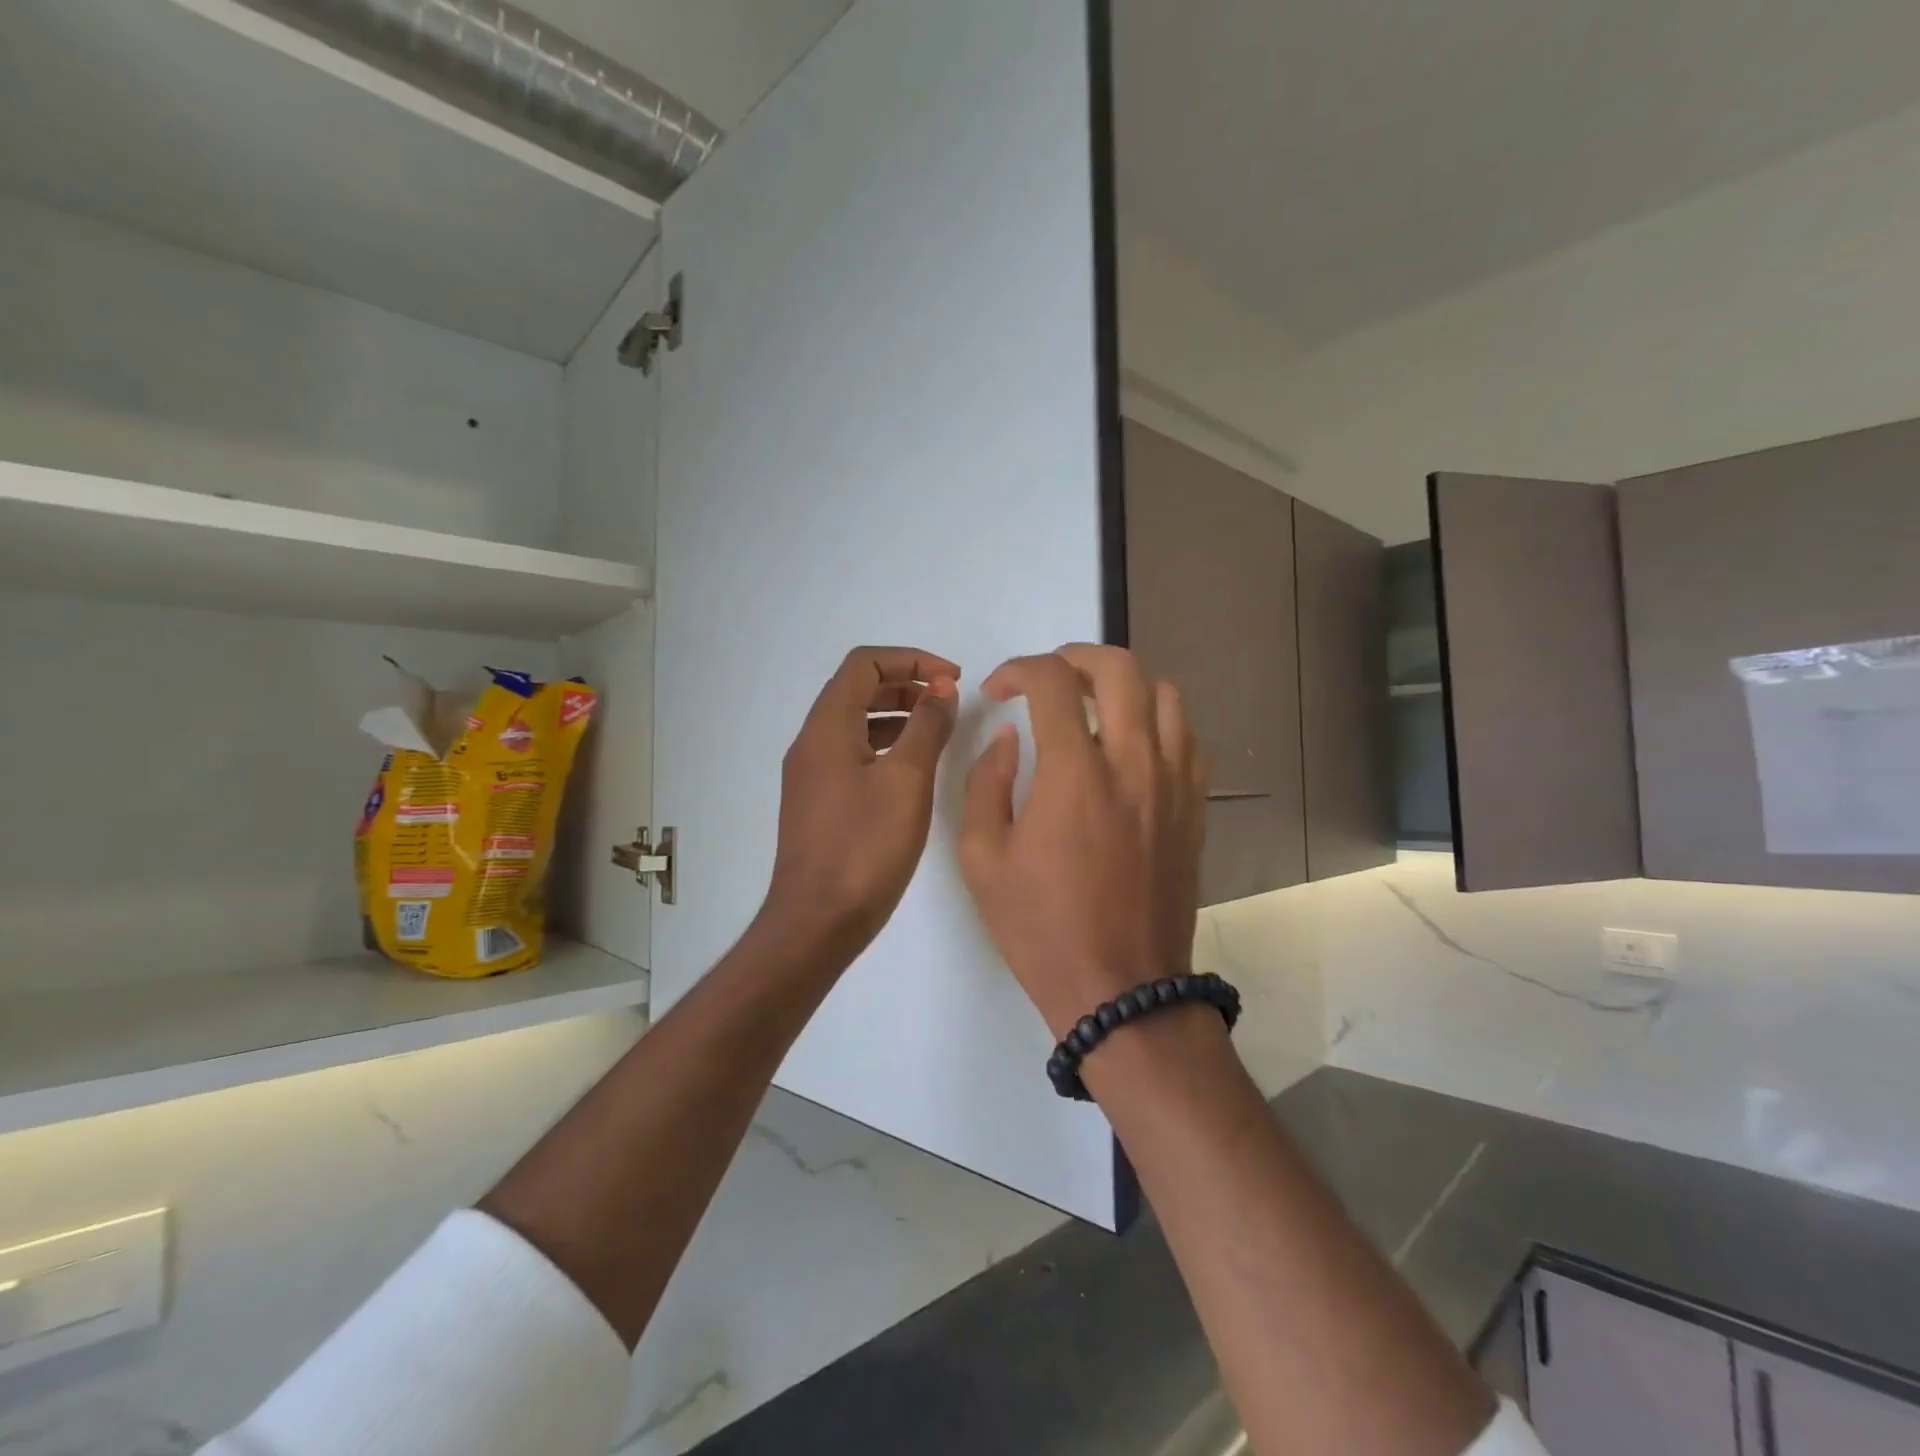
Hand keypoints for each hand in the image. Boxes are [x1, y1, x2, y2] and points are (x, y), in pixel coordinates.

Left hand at [760, 646, 959, 960]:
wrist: (817, 921)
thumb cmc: (865, 847)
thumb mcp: (907, 780)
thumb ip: (927, 727)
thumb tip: (941, 690)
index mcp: (827, 727)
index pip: (864, 664)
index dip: (911, 660)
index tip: (952, 679)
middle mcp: (812, 742)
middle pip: (857, 689)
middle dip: (906, 684)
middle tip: (949, 700)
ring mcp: (811, 774)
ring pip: (855, 722)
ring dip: (897, 714)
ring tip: (938, 729)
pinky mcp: (819, 801)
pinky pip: (853, 752)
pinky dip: (886, 745)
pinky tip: (913, 768)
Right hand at [959, 645, 1207, 1038]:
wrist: (1122, 990)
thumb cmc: (1042, 928)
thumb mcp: (983, 860)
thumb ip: (986, 784)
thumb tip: (1009, 737)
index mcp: (1075, 773)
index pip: (1052, 681)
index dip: (1018, 669)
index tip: (999, 689)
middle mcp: (1133, 763)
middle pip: (1120, 668)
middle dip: (1076, 656)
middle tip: (1049, 678)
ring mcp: (1173, 784)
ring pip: (1166, 695)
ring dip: (1124, 686)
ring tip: (1094, 707)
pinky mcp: (1195, 809)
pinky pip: (1189, 740)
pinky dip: (1159, 724)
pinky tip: (1133, 749)